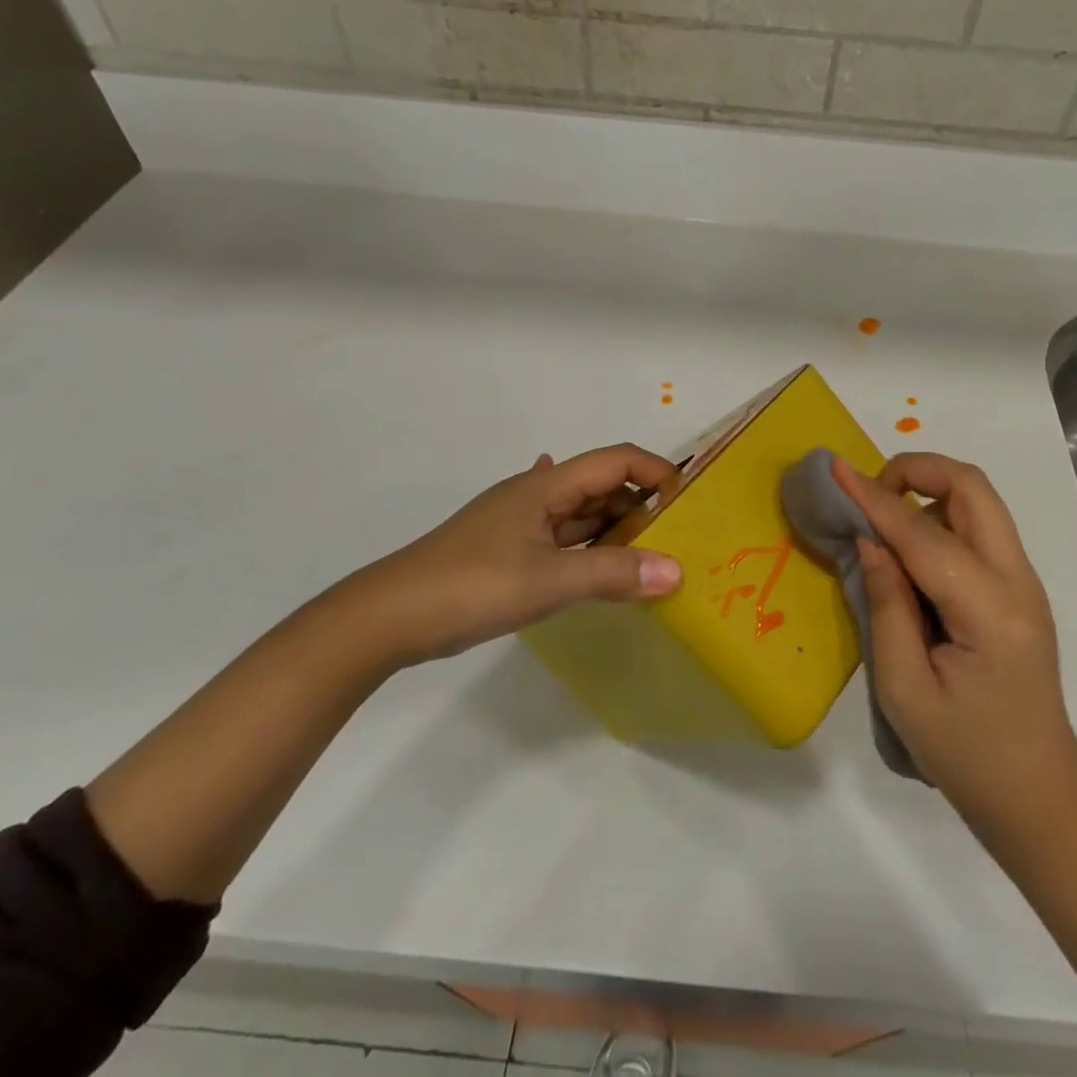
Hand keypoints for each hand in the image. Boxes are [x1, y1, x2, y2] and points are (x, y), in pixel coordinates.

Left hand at [333, 444, 684, 665]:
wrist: (388, 617)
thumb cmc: (471, 585)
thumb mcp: (548, 580)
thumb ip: (613, 574)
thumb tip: (677, 571)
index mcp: (546, 485)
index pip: (616, 459)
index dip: (655, 471)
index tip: (688, 503)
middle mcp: (535, 494)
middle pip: (601, 485)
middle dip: (641, 505)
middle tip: (677, 540)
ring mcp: (519, 523)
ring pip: (581, 515)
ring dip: (615, 529)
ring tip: (651, 557)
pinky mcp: (507, 550)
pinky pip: (562, 538)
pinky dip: (589, 546)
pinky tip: (599, 556)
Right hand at [833, 453, 1076, 841]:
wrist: (1038, 796)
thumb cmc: (965, 754)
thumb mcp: (904, 689)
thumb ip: (886, 605)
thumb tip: (871, 539)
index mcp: (989, 610)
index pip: (923, 533)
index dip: (874, 497)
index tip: (836, 468)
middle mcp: (1017, 581)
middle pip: (972, 487)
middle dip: (917, 470)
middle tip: (871, 494)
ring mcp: (1024, 582)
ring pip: (979, 501)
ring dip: (930, 491)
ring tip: (884, 524)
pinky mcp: (1018, 590)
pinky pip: (979, 528)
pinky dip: (941, 517)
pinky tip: (911, 554)